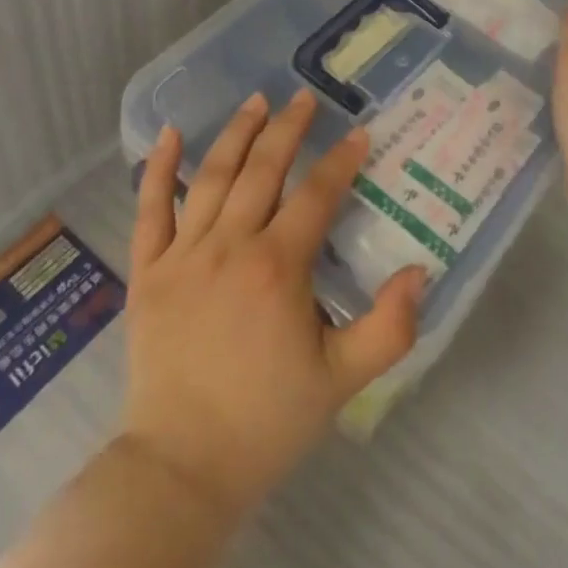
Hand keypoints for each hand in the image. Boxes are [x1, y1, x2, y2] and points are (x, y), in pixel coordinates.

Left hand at [120, 90, 425, 518]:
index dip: (341, 161)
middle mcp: (230, 246)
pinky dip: (159, 169)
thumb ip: (388, 328)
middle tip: (304, 99)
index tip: (358, 133)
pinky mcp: (148, 271)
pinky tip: (172, 134)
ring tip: (257, 101)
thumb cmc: (266, 422)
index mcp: (277, 267)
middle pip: (263, 169)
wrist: (181, 468)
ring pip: (213, 177)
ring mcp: (184, 254)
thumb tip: (419, 272)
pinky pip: (151, 209)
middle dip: (288, 128)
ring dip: (237, 134)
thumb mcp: (342, 381)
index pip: (316, 196)